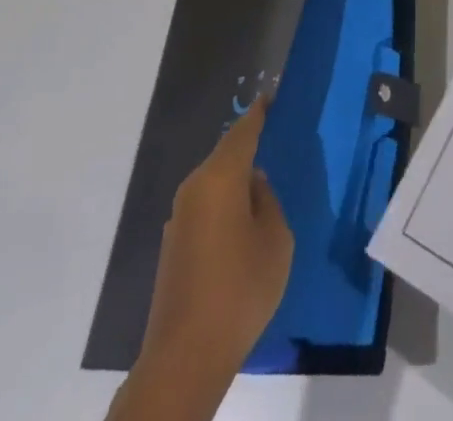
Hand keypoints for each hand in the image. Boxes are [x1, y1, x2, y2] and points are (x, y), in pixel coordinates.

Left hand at [107, 95, 293, 420]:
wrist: (185, 357)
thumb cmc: (240, 289)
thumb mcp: (276, 239)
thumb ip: (268, 201)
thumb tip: (253, 186)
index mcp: (220, 177)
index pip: (243, 130)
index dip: (260, 111)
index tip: (274, 94)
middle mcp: (194, 188)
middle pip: (226, 154)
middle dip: (250, 145)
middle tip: (278, 140)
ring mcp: (179, 218)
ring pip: (215, 182)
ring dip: (237, 179)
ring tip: (265, 182)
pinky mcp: (174, 245)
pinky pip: (206, 206)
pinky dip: (226, 204)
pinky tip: (243, 222)